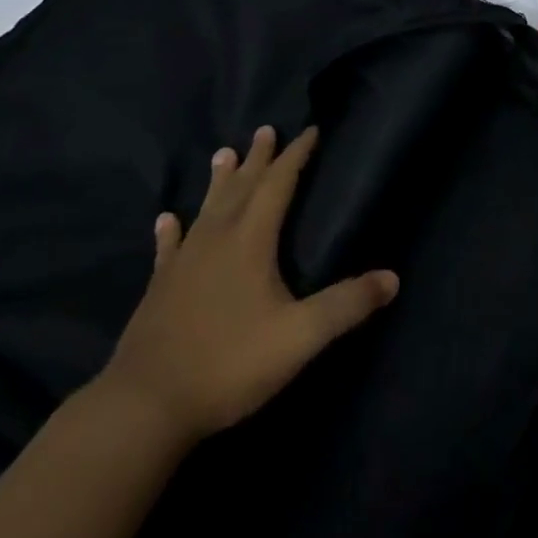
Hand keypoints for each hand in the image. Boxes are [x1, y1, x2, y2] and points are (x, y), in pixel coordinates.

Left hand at [98, 127, 398, 445]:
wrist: (144, 408)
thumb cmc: (228, 364)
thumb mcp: (299, 338)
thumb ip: (346, 305)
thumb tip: (393, 278)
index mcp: (251, 241)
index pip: (278, 184)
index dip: (296, 156)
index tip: (310, 130)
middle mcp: (217, 239)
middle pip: (242, 187)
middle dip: (259, 158)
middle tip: (266, 129)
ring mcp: (183, 263)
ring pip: (206, 209)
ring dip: (219, 181)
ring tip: (223, 153)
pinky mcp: (159, 289)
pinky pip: (168, 248)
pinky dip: (171, 230)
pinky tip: (166, 219)